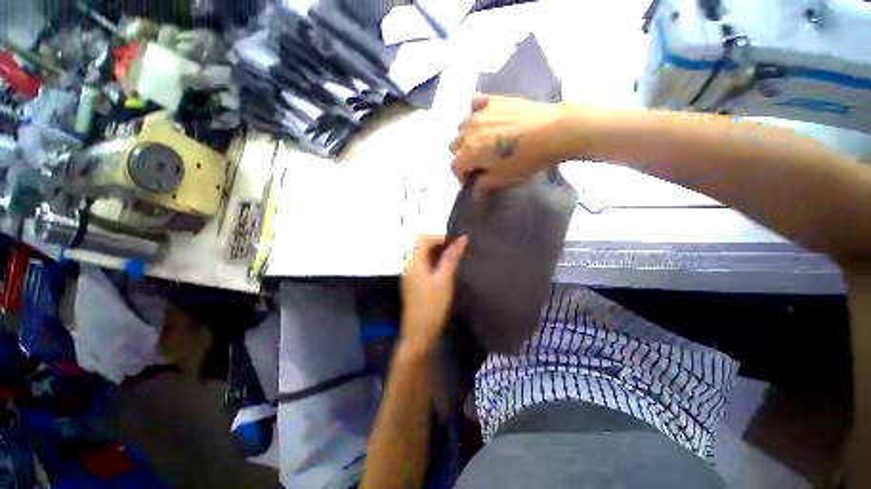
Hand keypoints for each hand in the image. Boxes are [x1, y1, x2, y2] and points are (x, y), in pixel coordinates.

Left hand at [400, 235, 468, 354]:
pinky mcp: (413, 283)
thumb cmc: (432, 306)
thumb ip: (451, 258)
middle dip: (439, 244)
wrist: (418, 333)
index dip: (440, 237)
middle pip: (421, 246)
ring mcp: (410, 275)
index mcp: (413, 262)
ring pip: (423, 256)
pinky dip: (434, 262)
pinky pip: (423, 266)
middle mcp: (408, 266)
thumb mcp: (444, 279)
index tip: (457, 241)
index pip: (423, 239)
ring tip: (454, 257)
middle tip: (458, 249)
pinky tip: (445, 268)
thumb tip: (462, 239)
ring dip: (437, 253)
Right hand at [450, 93, 575, 193]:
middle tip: (478, 161)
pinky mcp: (493, 100)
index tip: (472, 180)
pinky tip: (486, 118)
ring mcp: (480, 113)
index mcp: (470, 152)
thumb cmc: (526, 160)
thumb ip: (483, 185)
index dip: (462, 176)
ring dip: (467, 136)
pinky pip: (475, 103)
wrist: (553, 131)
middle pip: (455, 146)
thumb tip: (474, 193)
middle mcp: (469, 131)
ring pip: (462, 127)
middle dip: (463, 156)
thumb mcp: (503, 178)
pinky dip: (475, 111)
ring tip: (483, 141)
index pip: (455, 166)